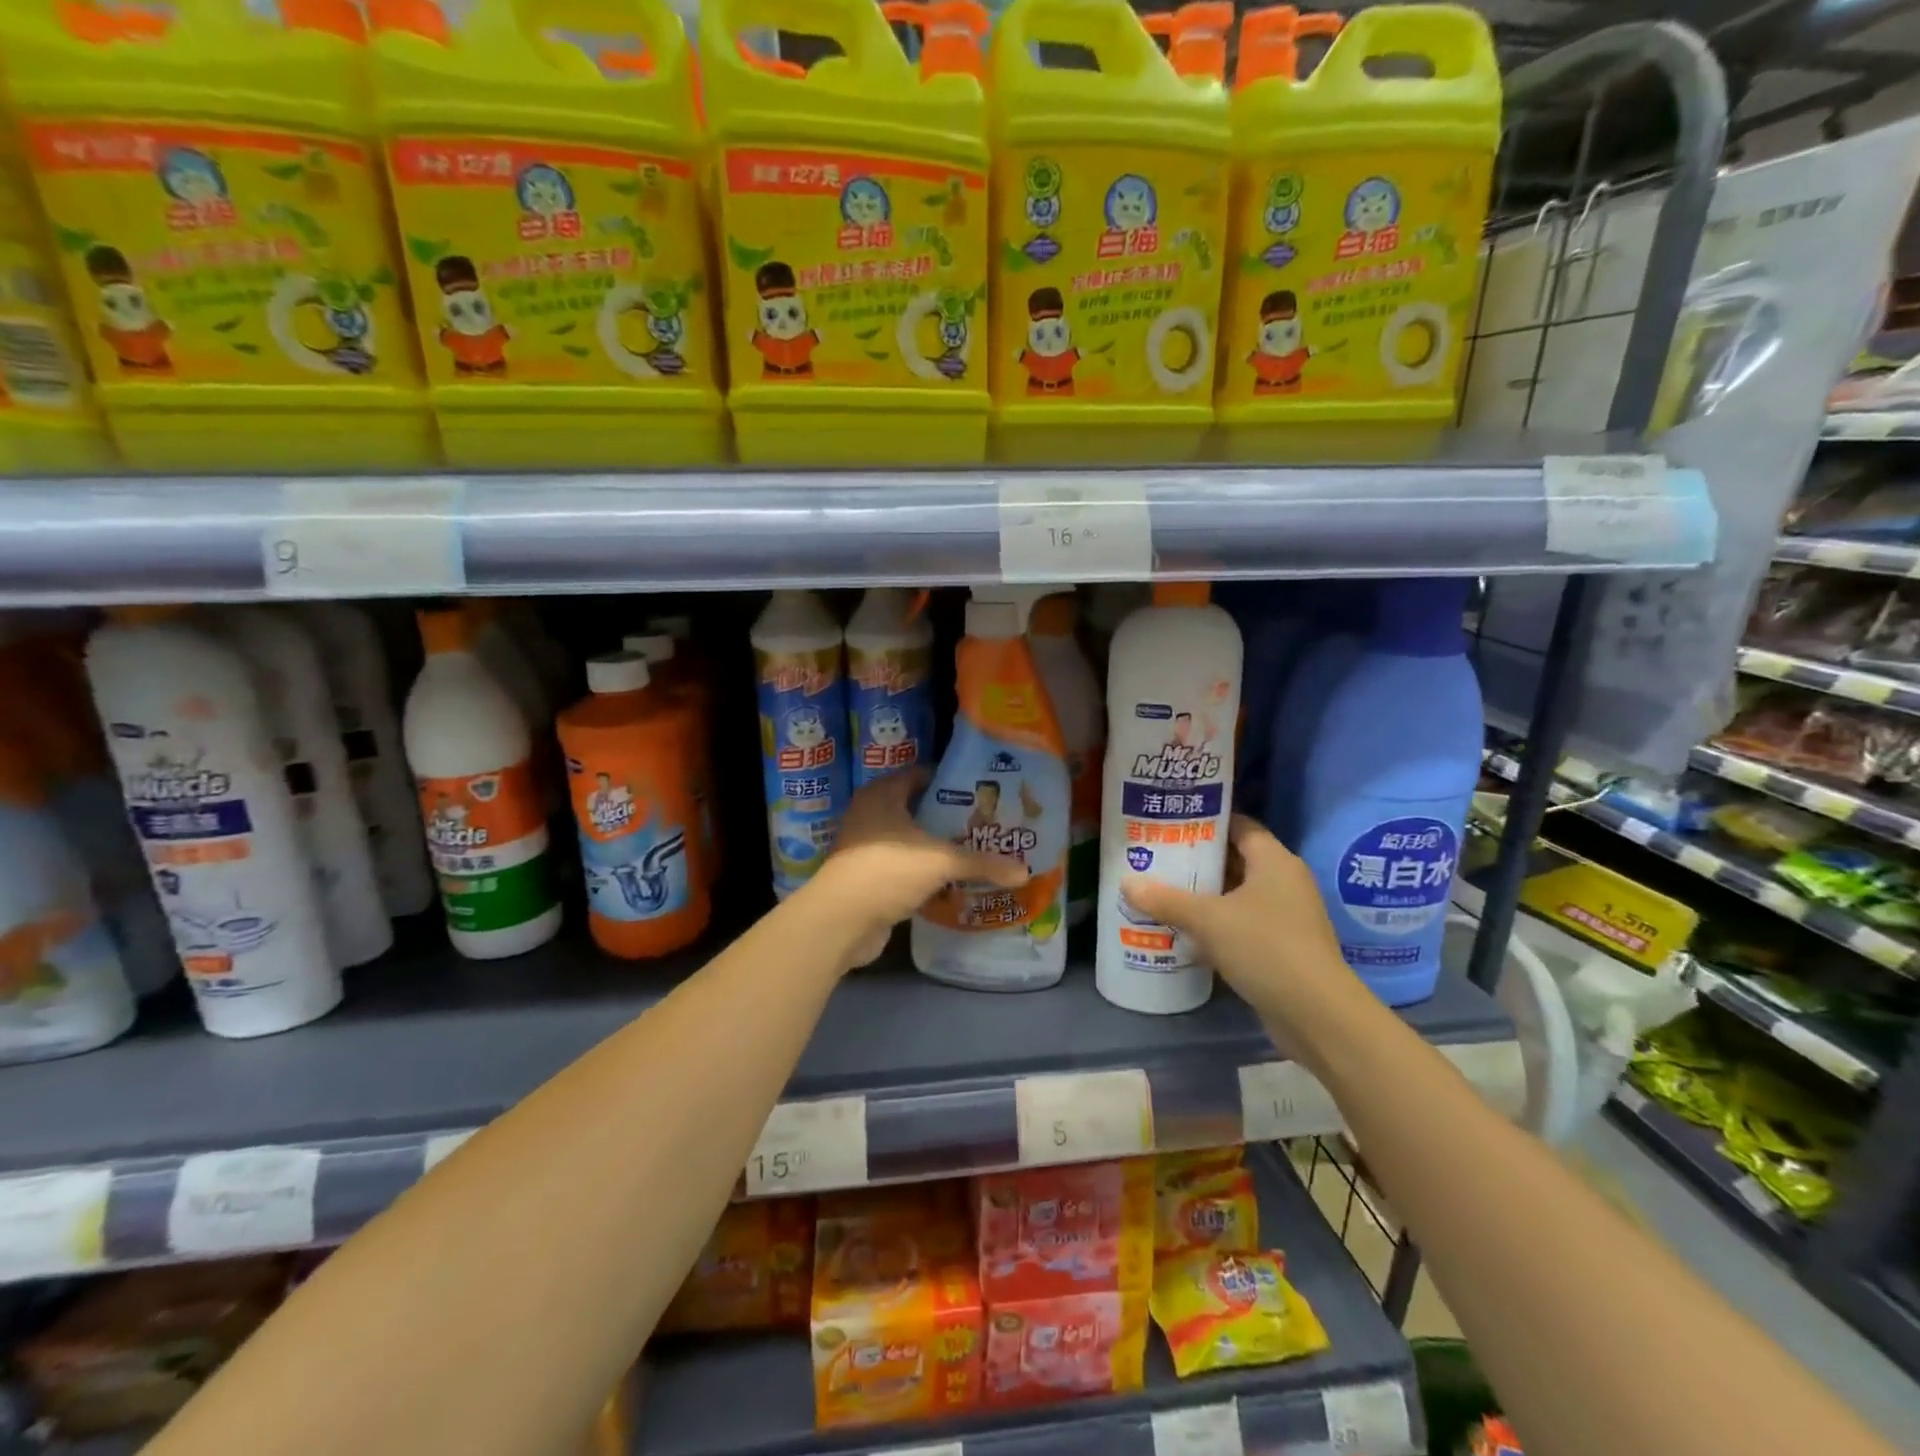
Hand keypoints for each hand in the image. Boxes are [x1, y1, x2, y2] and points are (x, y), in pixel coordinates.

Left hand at [808, 771, 1028, 967]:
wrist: (841, 920)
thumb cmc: (888, 871)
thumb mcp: (940, 861)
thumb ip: (981, 863)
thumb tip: (1024, 871)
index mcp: (882, 794)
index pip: (921, 775)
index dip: (950, 781)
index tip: (982, 791)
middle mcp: (871, 814)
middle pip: (917, 808)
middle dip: (948, 816)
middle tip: (985, 822)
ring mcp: (866, 847)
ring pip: (910, 839)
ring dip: (936, 846)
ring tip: (975, 849)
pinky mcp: (868, 877)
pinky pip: (904, 866)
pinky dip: (924, 871)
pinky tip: (952, 879)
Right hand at [1122, 816, 1350, 1021]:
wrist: (1317, 1014)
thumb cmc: (1265, 947)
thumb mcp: (1208, 920)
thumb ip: (1166, 899)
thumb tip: (1127, 882)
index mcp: (1274, 861)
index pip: (1239, 825)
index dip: (1206, 821)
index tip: (1171, 822)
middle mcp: (1285, 882)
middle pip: (1236, 860)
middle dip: (1198, 861)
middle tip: (1157, 857)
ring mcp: (1287, 917)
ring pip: (1238, 896)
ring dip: (1205, 897)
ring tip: (1162, 892)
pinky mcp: (1284, 948)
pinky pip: (1243, 925)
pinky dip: (1217, 926)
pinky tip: (1185, 933)